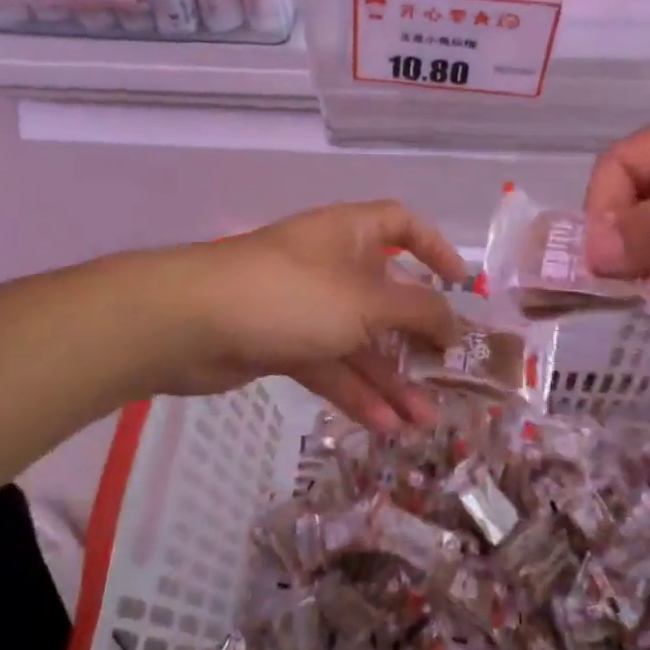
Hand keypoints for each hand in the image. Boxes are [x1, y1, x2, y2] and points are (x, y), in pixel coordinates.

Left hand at [156, 200, 465, 429]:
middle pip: (387, 295)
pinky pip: (331, 365)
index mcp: (351, 234)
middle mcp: (332, 265)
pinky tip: (385, 425)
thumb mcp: (366, 300)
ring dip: (392, 377)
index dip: (434, 247)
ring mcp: (306, 307)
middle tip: (450, 373)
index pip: (401, 224)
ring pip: (360, 340)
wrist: (189, 323)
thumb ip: (417, 312)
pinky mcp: (284, 344)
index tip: (460, 283)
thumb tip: (453, 323)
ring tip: (424, 420)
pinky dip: (356, 392)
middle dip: (418, 336)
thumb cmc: (291, 294)